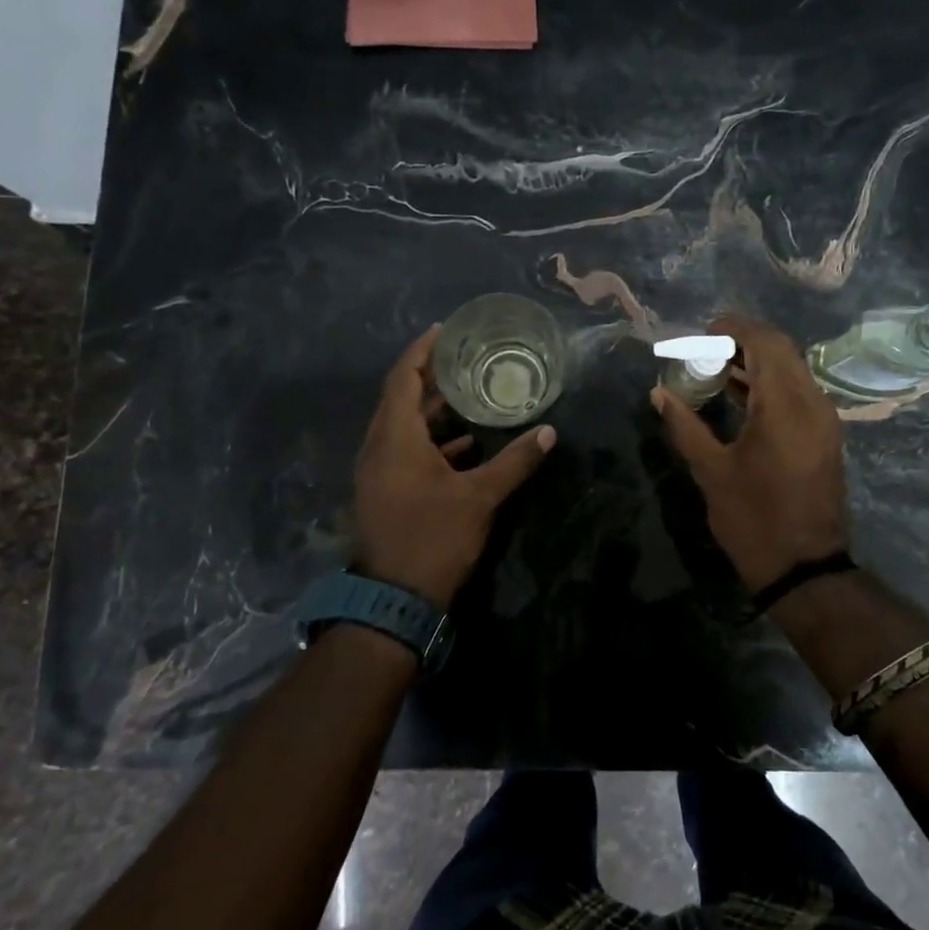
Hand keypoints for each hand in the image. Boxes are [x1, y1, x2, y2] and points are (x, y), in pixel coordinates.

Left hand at [353, 326, 555, 608]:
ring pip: (404, 427)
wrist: (395, 599)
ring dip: (433, 411)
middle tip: (466, 359)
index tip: (445, 330)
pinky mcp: (385, 491)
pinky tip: (465, 446)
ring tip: (471, 396)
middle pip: (402, 399)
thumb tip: (550, 432)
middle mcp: (379, 447)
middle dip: (432, 378)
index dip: (423, 351)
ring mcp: (378, 471)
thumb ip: (516, 461)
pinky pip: (406, 450)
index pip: (403, 378)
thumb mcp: (481, 497)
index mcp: (395, 438)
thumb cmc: (434, 537)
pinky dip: (432, 441)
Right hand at [651, 314, 848, 593]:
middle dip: (744, 342)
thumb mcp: (711, 472)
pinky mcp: (825, 436)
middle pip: (782, 350)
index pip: (765, 342)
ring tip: (715, 370)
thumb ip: (684, 425)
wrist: (804, 568)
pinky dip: (770, 384)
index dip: (734, 328)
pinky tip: (739, 397)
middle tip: (706, 350)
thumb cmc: (754, 519)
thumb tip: (659, 393)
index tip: (703, 332)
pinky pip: (798, 392)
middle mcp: (812, 402)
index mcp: (784, 405)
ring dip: (757, 362)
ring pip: (792, 370)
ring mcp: (824, 419)